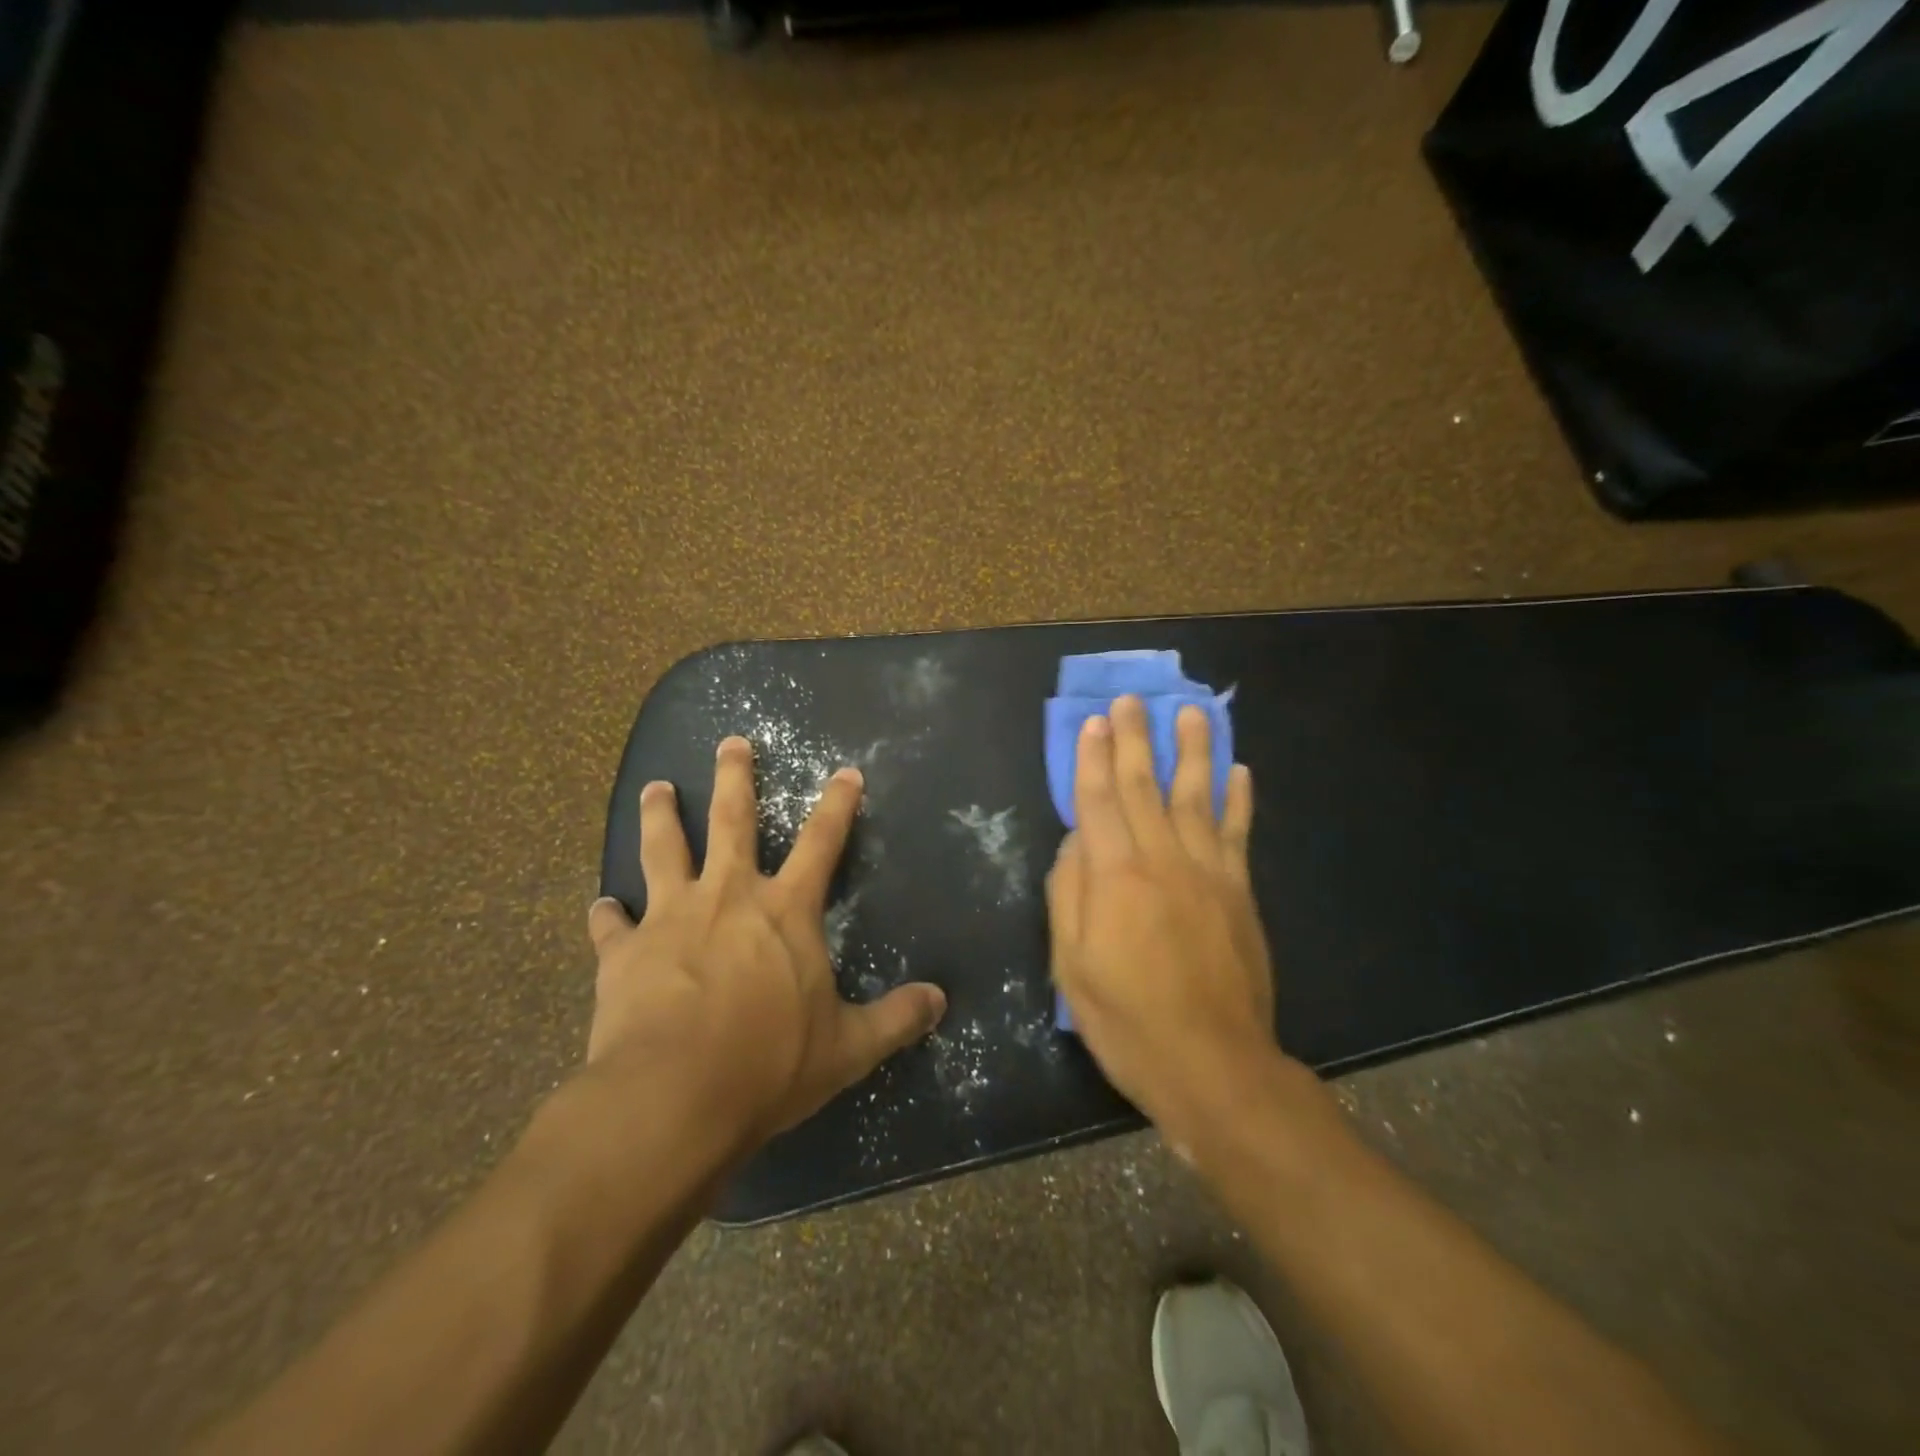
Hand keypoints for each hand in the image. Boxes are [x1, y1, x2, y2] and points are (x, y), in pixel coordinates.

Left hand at [586, 736, 947, 1144]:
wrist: (673, 1097)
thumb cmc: (768, 1065)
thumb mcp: (848, 1048)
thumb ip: (896, 1019)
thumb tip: (942, 1001)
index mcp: (786, 911)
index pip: (822, 843)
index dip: (837, 804)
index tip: (845, 772)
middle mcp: (728, 896)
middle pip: (733, 820)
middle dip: (735, 777)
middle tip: (731, 742)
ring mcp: (669, 917)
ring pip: (663, 848)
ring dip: (660, 815)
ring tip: (655, 787)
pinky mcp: (622, 952)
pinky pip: (610, 924)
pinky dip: (606, 915)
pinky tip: (600, 907)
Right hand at [1046, 696, 1274, 1140]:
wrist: (1213, 1065)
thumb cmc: (1126, 1020)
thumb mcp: (1071, 965)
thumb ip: (1068, 895)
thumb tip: (1075, 842)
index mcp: (1115, 876)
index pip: (1099, 801)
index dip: (1093, 758)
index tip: (1094, 722)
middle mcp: (1163, 859)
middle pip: (1145, 786)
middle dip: (1136, 739)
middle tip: (1132, 699)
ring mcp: (1209, 872)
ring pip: (1196, 797)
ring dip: (1192, 750)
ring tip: (1191, 712)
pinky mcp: (1239, 892)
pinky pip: (1238, 833)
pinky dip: (1237, 799)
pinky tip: (1238, 770)